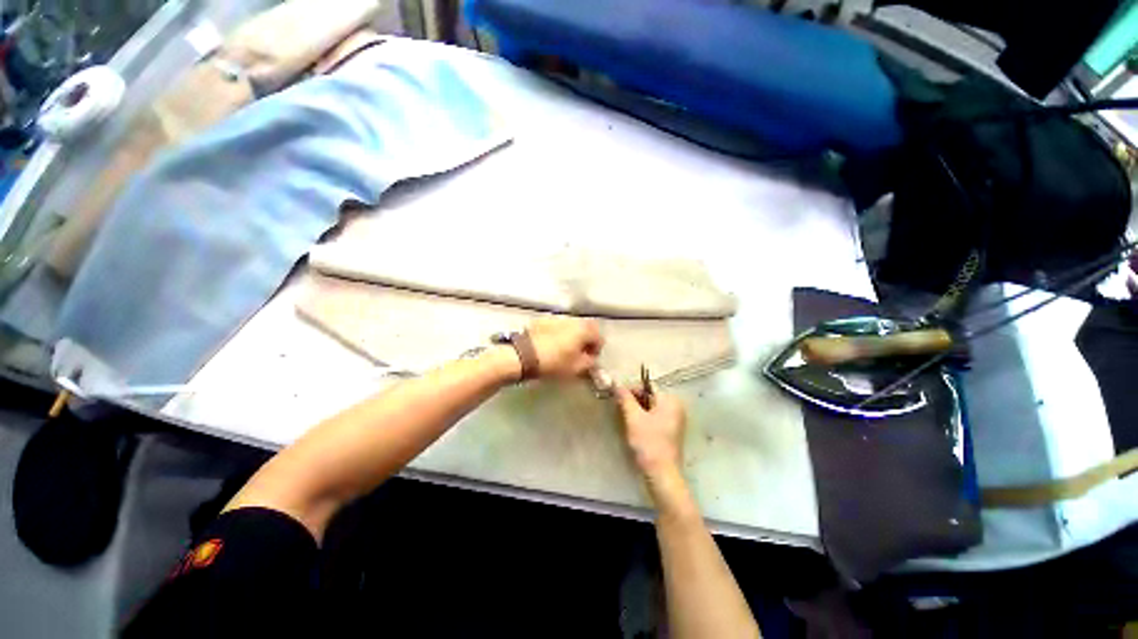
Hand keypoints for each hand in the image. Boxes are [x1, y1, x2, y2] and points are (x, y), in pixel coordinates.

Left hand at [527, 317, 602, 379]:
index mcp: (584, 329)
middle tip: (579, 354)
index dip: (596, 350)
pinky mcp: (542, 320)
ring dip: (571, 336)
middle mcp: (572, 319)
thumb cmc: (554, 363)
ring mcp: (556, 318)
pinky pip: (556, 326)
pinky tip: (551, 345)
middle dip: (585, 340)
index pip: (599, 337)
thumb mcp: (576, 368)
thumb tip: (591, 359)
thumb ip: (589, 363)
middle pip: (586, 328)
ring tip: (564, 349)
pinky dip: (558, 333)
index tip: (589, 360)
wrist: (524, 355)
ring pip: (571, 326)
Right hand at [615, 386, 686, 478]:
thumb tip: (616, 384)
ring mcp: (675, 420)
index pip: (647, 386)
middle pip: (650, 396)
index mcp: (670, 400)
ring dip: (638, 411)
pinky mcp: (672, 431)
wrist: (662, 474)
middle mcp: (676, 407)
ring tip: (627, 420)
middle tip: (621, 410)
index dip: (631, 390)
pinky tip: (636, 429)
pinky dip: (645, 419)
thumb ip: (625, 398)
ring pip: (651, 408)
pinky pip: (655, 418)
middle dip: (634, 401)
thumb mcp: (633, 417)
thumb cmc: (648, 442)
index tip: (618, 399)